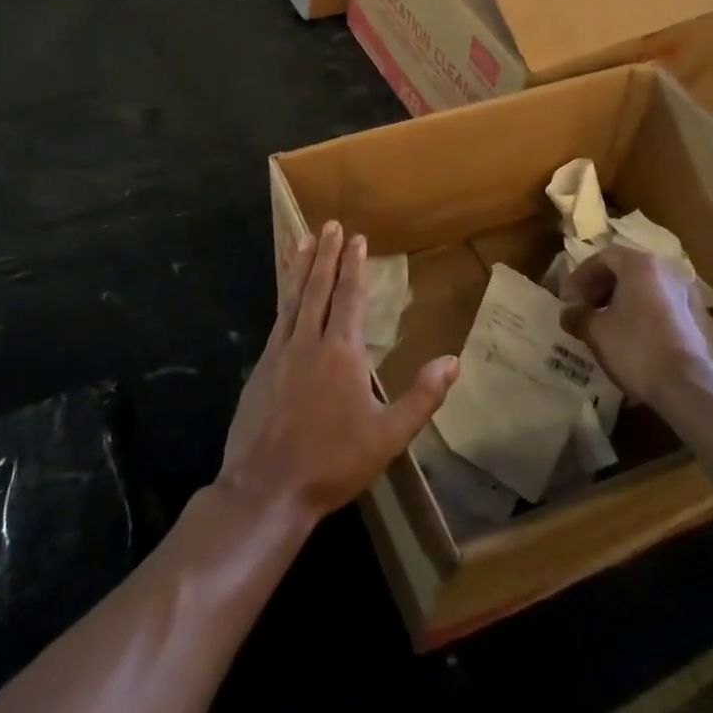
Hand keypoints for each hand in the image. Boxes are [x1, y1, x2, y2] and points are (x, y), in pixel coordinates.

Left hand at [219, 222, 458, 525]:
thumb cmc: (333, 462)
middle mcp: (308, 342)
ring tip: (301, 241)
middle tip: (329, 225)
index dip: (354, 265)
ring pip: (292, 298)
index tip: (356, 238)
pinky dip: (283, 298)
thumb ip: (422, 397)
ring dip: (299, 267)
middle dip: (325, 254)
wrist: (268, 487)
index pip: (350, 297)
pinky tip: (285, 296)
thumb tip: (453, 361)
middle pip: (317, 288)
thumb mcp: (389, 436)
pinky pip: (276, 320)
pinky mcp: (259, 369)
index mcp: (341, 352)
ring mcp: (279, 353)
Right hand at [559, 246, 712, 404]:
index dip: (582, 275)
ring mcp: (687, 294)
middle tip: (586, 308)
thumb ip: (578, 316)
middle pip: (627, 269)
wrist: (688, 386)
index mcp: (641, 265)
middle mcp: (668, 271)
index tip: (569, 297)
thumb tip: (568, 313)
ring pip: (647, 288)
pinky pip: (663, 306)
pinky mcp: (698, 318)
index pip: (604, 257)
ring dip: (623, 301)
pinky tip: (633, 337)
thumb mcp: (596, 331)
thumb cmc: (635, 348)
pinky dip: (643, 313)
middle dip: (602, 287)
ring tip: (607, 324)